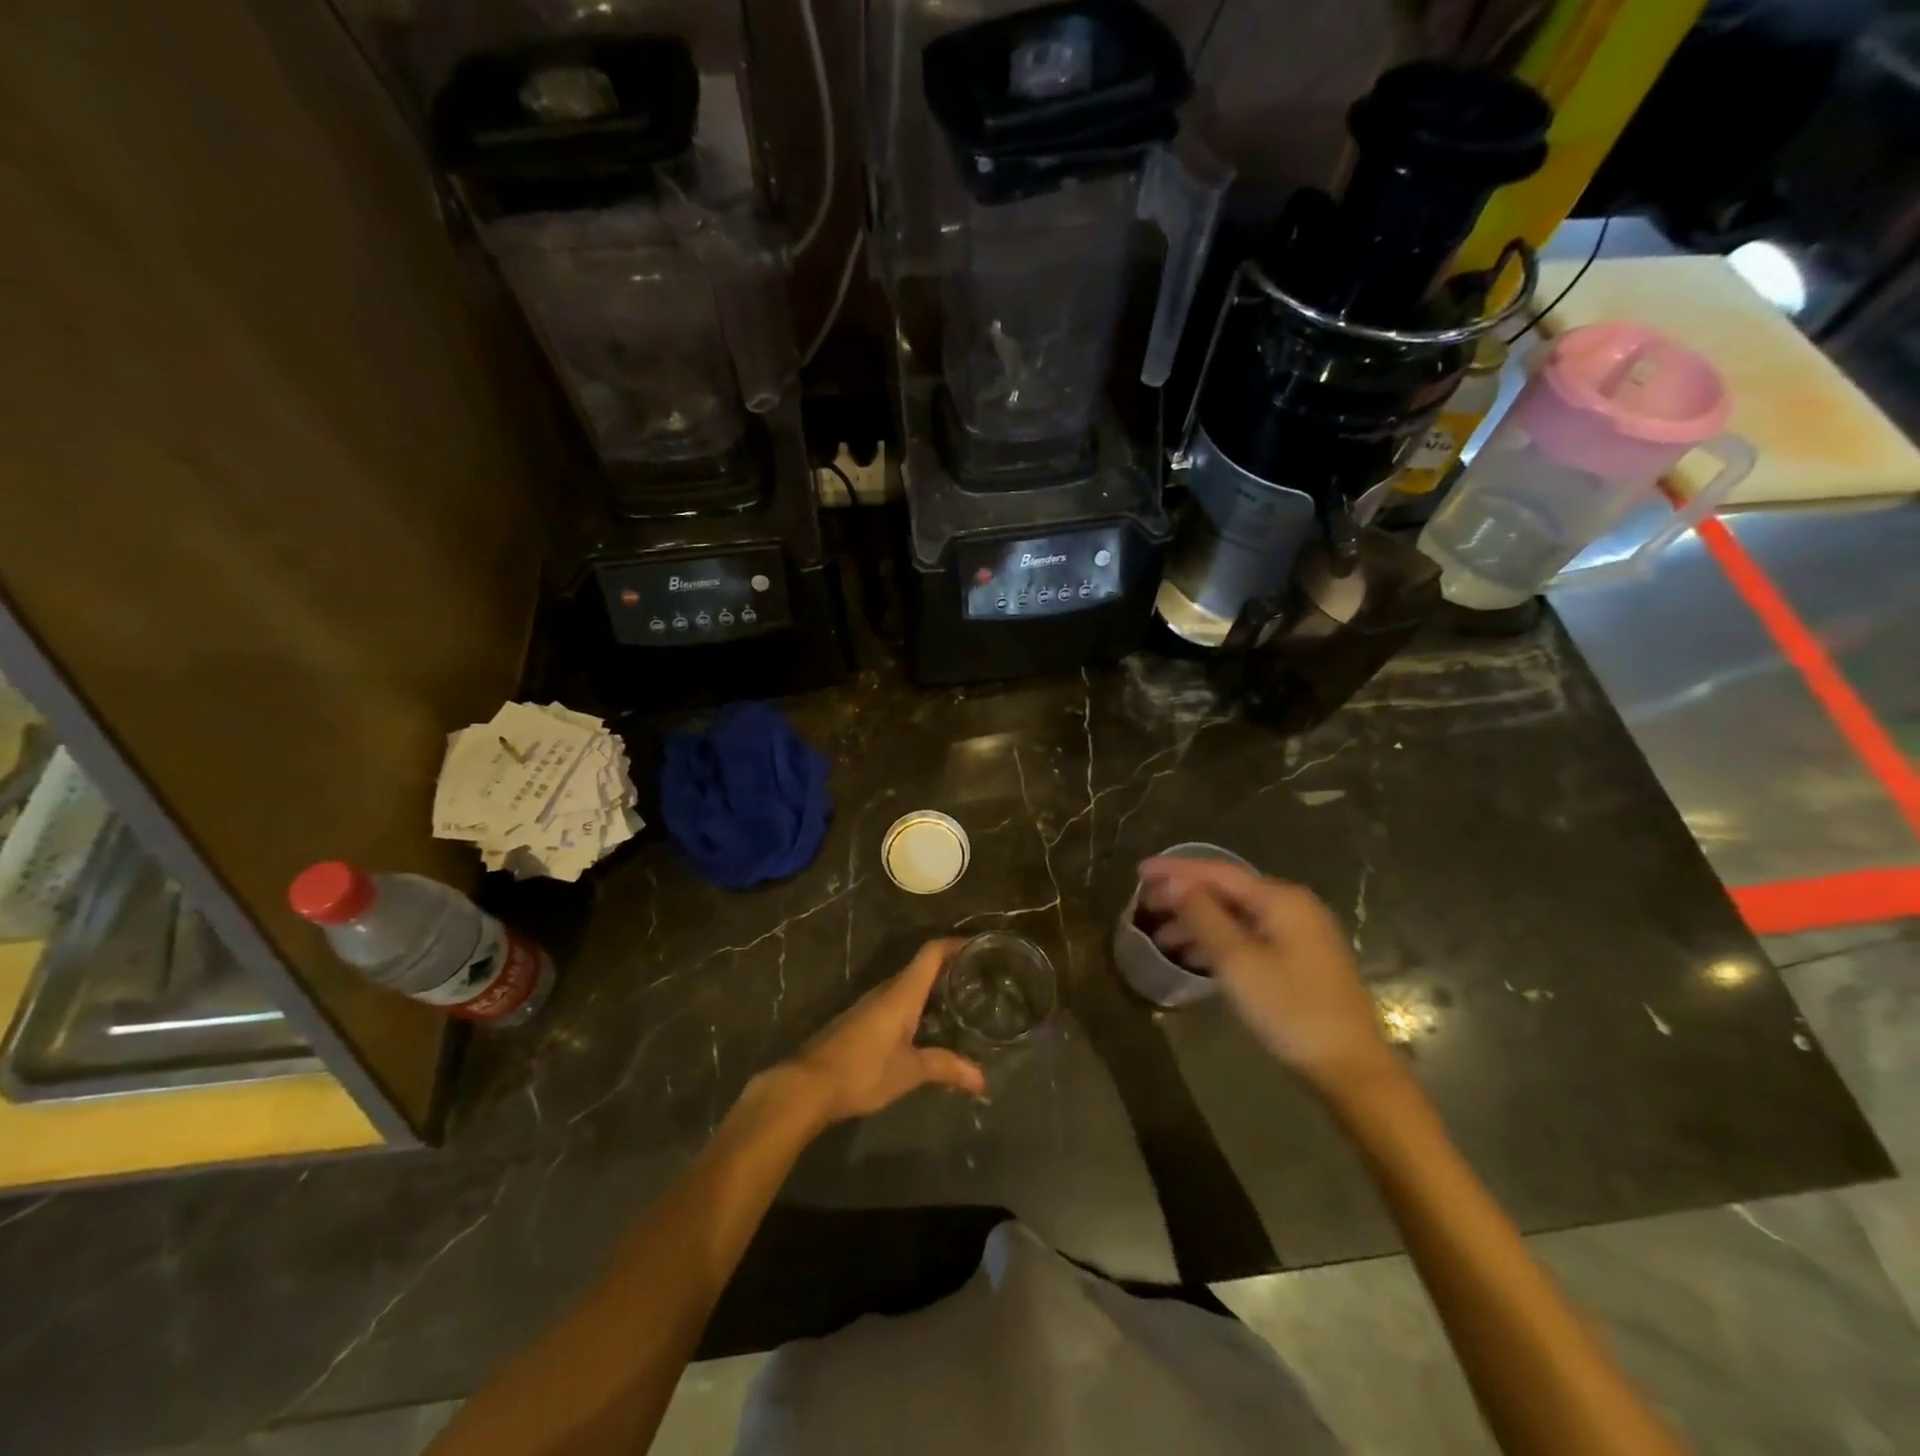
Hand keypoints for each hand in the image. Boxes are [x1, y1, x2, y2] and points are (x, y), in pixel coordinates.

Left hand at [786, 939, 986, 1123]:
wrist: (809, 1085)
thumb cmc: (863, 1070)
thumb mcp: (910, 1071)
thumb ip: (946, 1068)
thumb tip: (983, 1079)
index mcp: (902, 993)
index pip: (931, 953)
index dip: (955, 944)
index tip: (980, 947)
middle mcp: (887, 990)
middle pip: (921, 967)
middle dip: (949, 969)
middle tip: (979, 980)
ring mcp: (870, 1005)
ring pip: (907, 986)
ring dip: (932, 989)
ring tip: (960, 1002)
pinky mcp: (860, 1021)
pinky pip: (895, 1002)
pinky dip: (916, 1006)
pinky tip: (926, 1027)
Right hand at [1137, 857, 1395, 1097]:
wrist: (1351, 1068)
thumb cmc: (1290, 1009)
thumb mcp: (1237, 961)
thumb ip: (1202, 916)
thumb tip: (1174, 883)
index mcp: (1280, 899)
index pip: (1218, 872)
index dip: (1176, 870)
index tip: (1139, 871)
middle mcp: (1293, 907)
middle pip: (1227, 891)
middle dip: (1184, 897)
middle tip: (1144, 906)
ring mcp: (1300, 934)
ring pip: (1237, 916)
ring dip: (1198, 923)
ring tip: (1160, 938)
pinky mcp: (1301, 960)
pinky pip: (1249, 936)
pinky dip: (1219, 941)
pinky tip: (1194, 957)